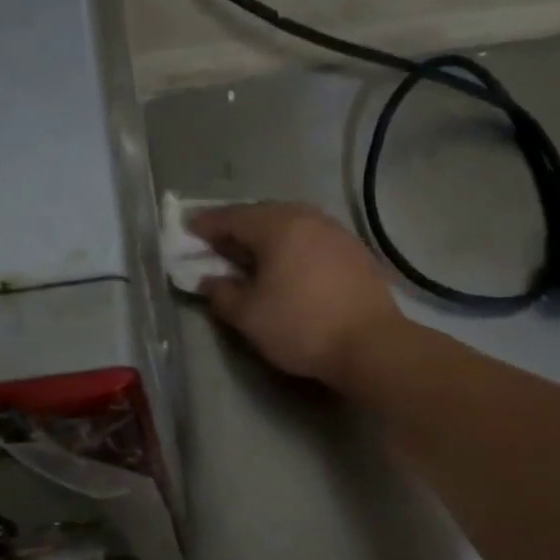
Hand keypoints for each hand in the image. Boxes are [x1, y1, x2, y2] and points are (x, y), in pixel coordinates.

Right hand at [189, 202, 404, 385]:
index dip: (207, 225)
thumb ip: (222, 294)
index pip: (232, 218)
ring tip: (252, 255)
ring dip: (267, 237)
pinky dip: (293, 247)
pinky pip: (312, 239)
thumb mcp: (249, 316)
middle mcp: (308, 218)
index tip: (188, 230)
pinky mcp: (355, 252)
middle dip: (238, 228)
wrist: (371, 344)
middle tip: (218, 243)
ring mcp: (336, 232)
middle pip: (264, 215)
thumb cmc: (301, 326)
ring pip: (291, 225)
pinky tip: (289, 266)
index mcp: (278, 226)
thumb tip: (209, 281)